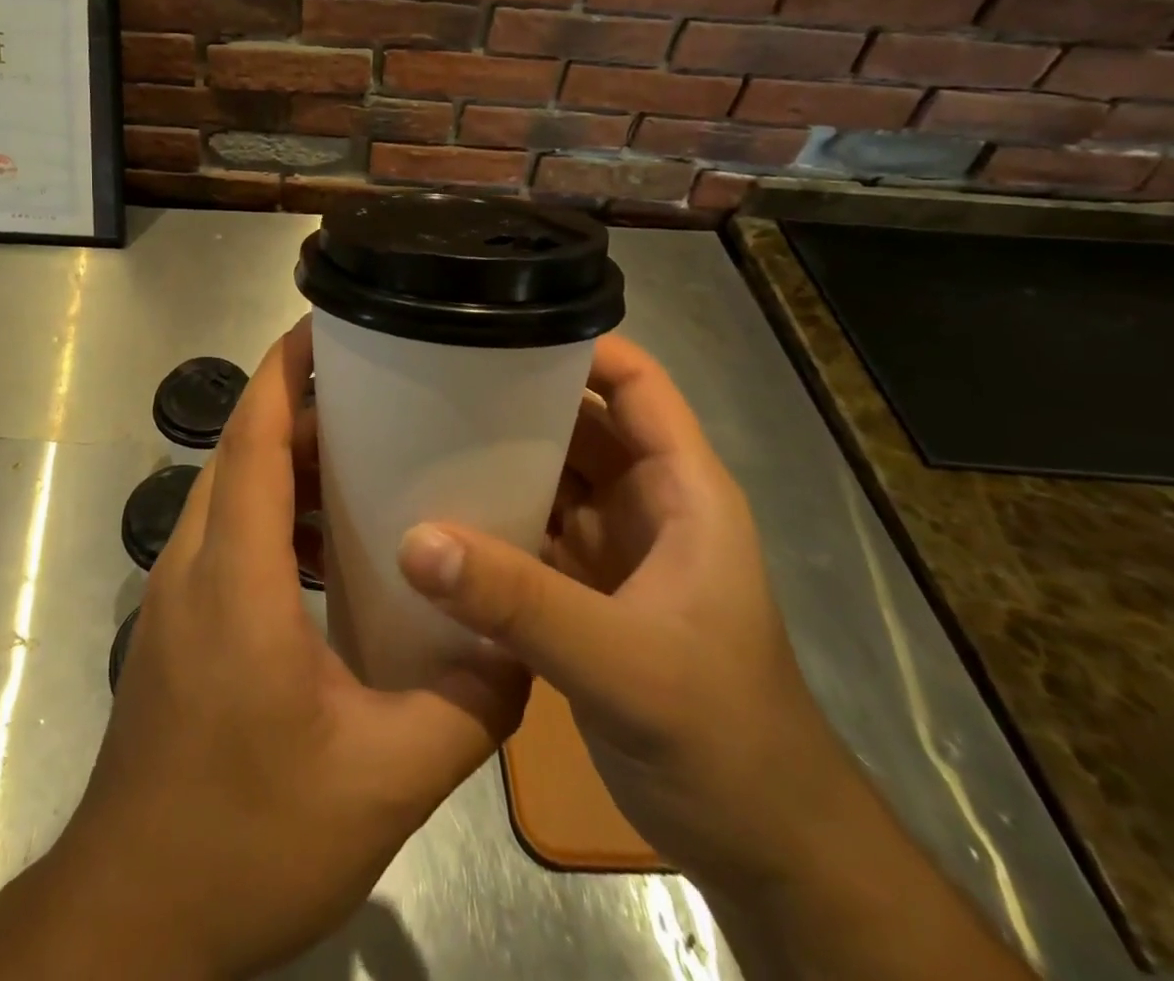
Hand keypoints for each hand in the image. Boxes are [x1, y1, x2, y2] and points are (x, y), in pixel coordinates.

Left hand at [0, 319, 527, 980]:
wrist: (132, 920)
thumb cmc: (247, 839)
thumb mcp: (381, 781)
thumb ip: (464, 709)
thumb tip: (523, 651)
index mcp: (236, 575)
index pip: (251, 436)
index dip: (285, 369)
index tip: (327, 324)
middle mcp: (194, 562)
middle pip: (243, 450)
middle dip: (304, 408)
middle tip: (380, 394)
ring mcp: (177, 592)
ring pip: (233, 491)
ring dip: (290, 463)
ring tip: (367, 460)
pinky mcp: (178, 622)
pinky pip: (229, 534)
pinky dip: (277, 515)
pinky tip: (332, 552)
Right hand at [395, 336, 1035, 980]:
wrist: (758, 845)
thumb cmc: (722, 736)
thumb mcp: (625, 664)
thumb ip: (522, 602)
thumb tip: (416, 540)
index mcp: (682, 490)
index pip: (637, 384)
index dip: (580, 345)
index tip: (500, 327)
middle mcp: (646, 503)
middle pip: (579, 421)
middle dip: (517, 395)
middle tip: (433, 376)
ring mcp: (613, 547)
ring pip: (550, 474)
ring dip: (497, 454)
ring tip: (420, 427)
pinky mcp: (583, 589)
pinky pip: (529, 527)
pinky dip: (490, 513)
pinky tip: (435, 508)